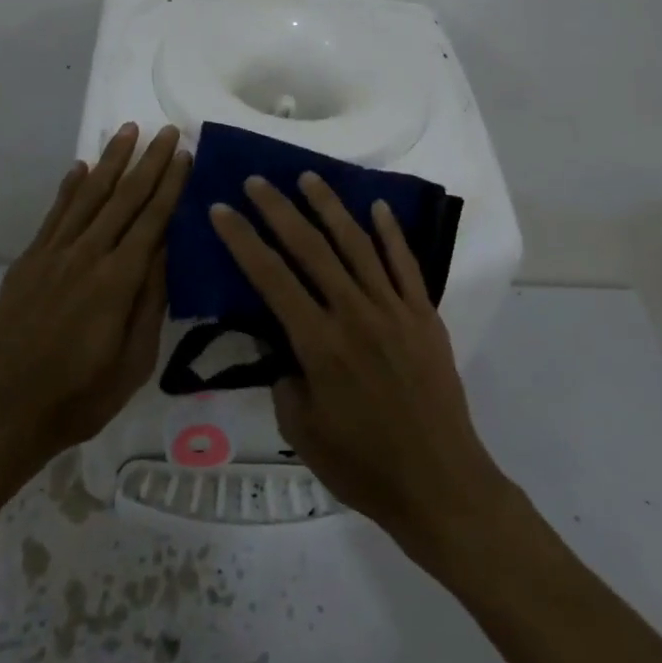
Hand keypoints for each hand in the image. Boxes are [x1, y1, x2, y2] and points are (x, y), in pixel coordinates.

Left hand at [0, 124, 189, 479]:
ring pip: (88, 196)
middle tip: (167, 130)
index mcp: (118, 280)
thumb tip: (166, 250)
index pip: (153, 219)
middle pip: (123, 198)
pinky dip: (69, 187)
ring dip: (110, 162)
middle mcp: (87, 255)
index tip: (185, 153)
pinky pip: (54, 214)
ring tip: (127, 131)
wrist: (0, 410)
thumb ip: (151, 302)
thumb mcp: (133, 361)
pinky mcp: (28, 261)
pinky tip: (80, 167)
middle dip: (148, 161)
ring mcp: (53, 254)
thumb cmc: (78, 396)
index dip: (171, 184)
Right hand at [209, 173, 510, 560]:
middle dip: (279, 210)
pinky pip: (405, 265)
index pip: (271, 277)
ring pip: (358, 245)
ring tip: (309, 178)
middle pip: (311, 248)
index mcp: (319, 344)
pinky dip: (391, 233)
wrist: (440, 484)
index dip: (242, 239)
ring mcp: (394, 310)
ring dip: (330, 207)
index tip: (221, 208)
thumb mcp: (302, 431)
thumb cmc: (364, 466)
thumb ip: (286, 380)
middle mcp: (355, 314)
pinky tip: (377, 207)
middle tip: (256, 181)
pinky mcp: (425, 316)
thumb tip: (287, 349)